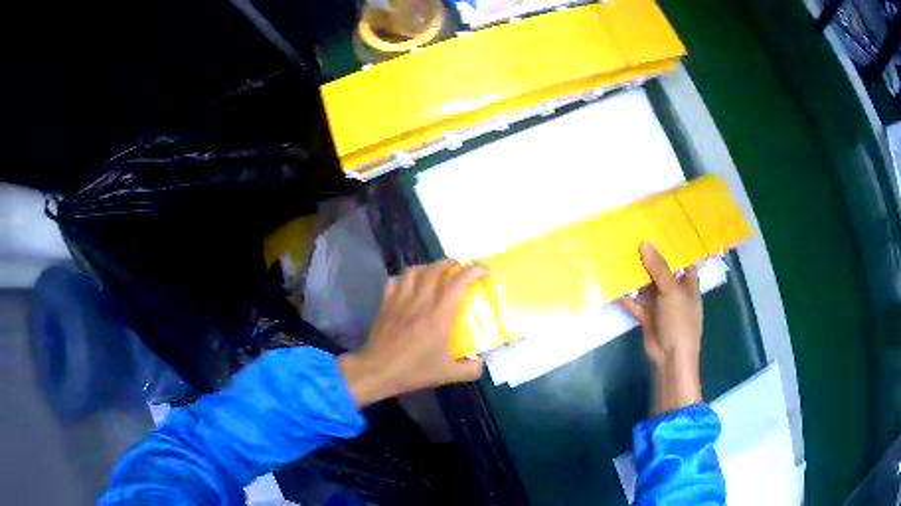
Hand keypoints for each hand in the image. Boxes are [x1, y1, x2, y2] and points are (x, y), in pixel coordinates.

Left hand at [338, 259, 488, 406]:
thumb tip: (482, 360)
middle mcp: (420, 301)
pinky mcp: (385, 303)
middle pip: (435, 268)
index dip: (474, 270)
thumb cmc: (413, 371)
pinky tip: (408, 286)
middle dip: (450, 263)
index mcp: (439, 315)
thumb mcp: (448, 374)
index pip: (458, 282)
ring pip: (414, 270)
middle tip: (458, 269)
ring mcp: (400, 300)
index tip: (484, 270)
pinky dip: (404, 278)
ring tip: (433, 275)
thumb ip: (471, 368)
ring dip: (427, 268)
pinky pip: (395, 280)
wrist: (378, 371)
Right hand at [618, 242, 702, 413]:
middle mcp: (674, 291)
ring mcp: (660, 304)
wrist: (670, 357)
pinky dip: (625, 295)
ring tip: (619, 254)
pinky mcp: (646, 316)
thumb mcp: (672, 291)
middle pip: (662, 270)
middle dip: (649, 257)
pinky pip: (635, 302)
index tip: (660, 229)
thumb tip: (645, 244)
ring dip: (635, 275)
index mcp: (688, 284)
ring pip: (646, 285)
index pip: (683, 260)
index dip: (674, 246)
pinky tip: (613, 283)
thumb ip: (659, 268)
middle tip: (633, 236)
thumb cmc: (680, 322)